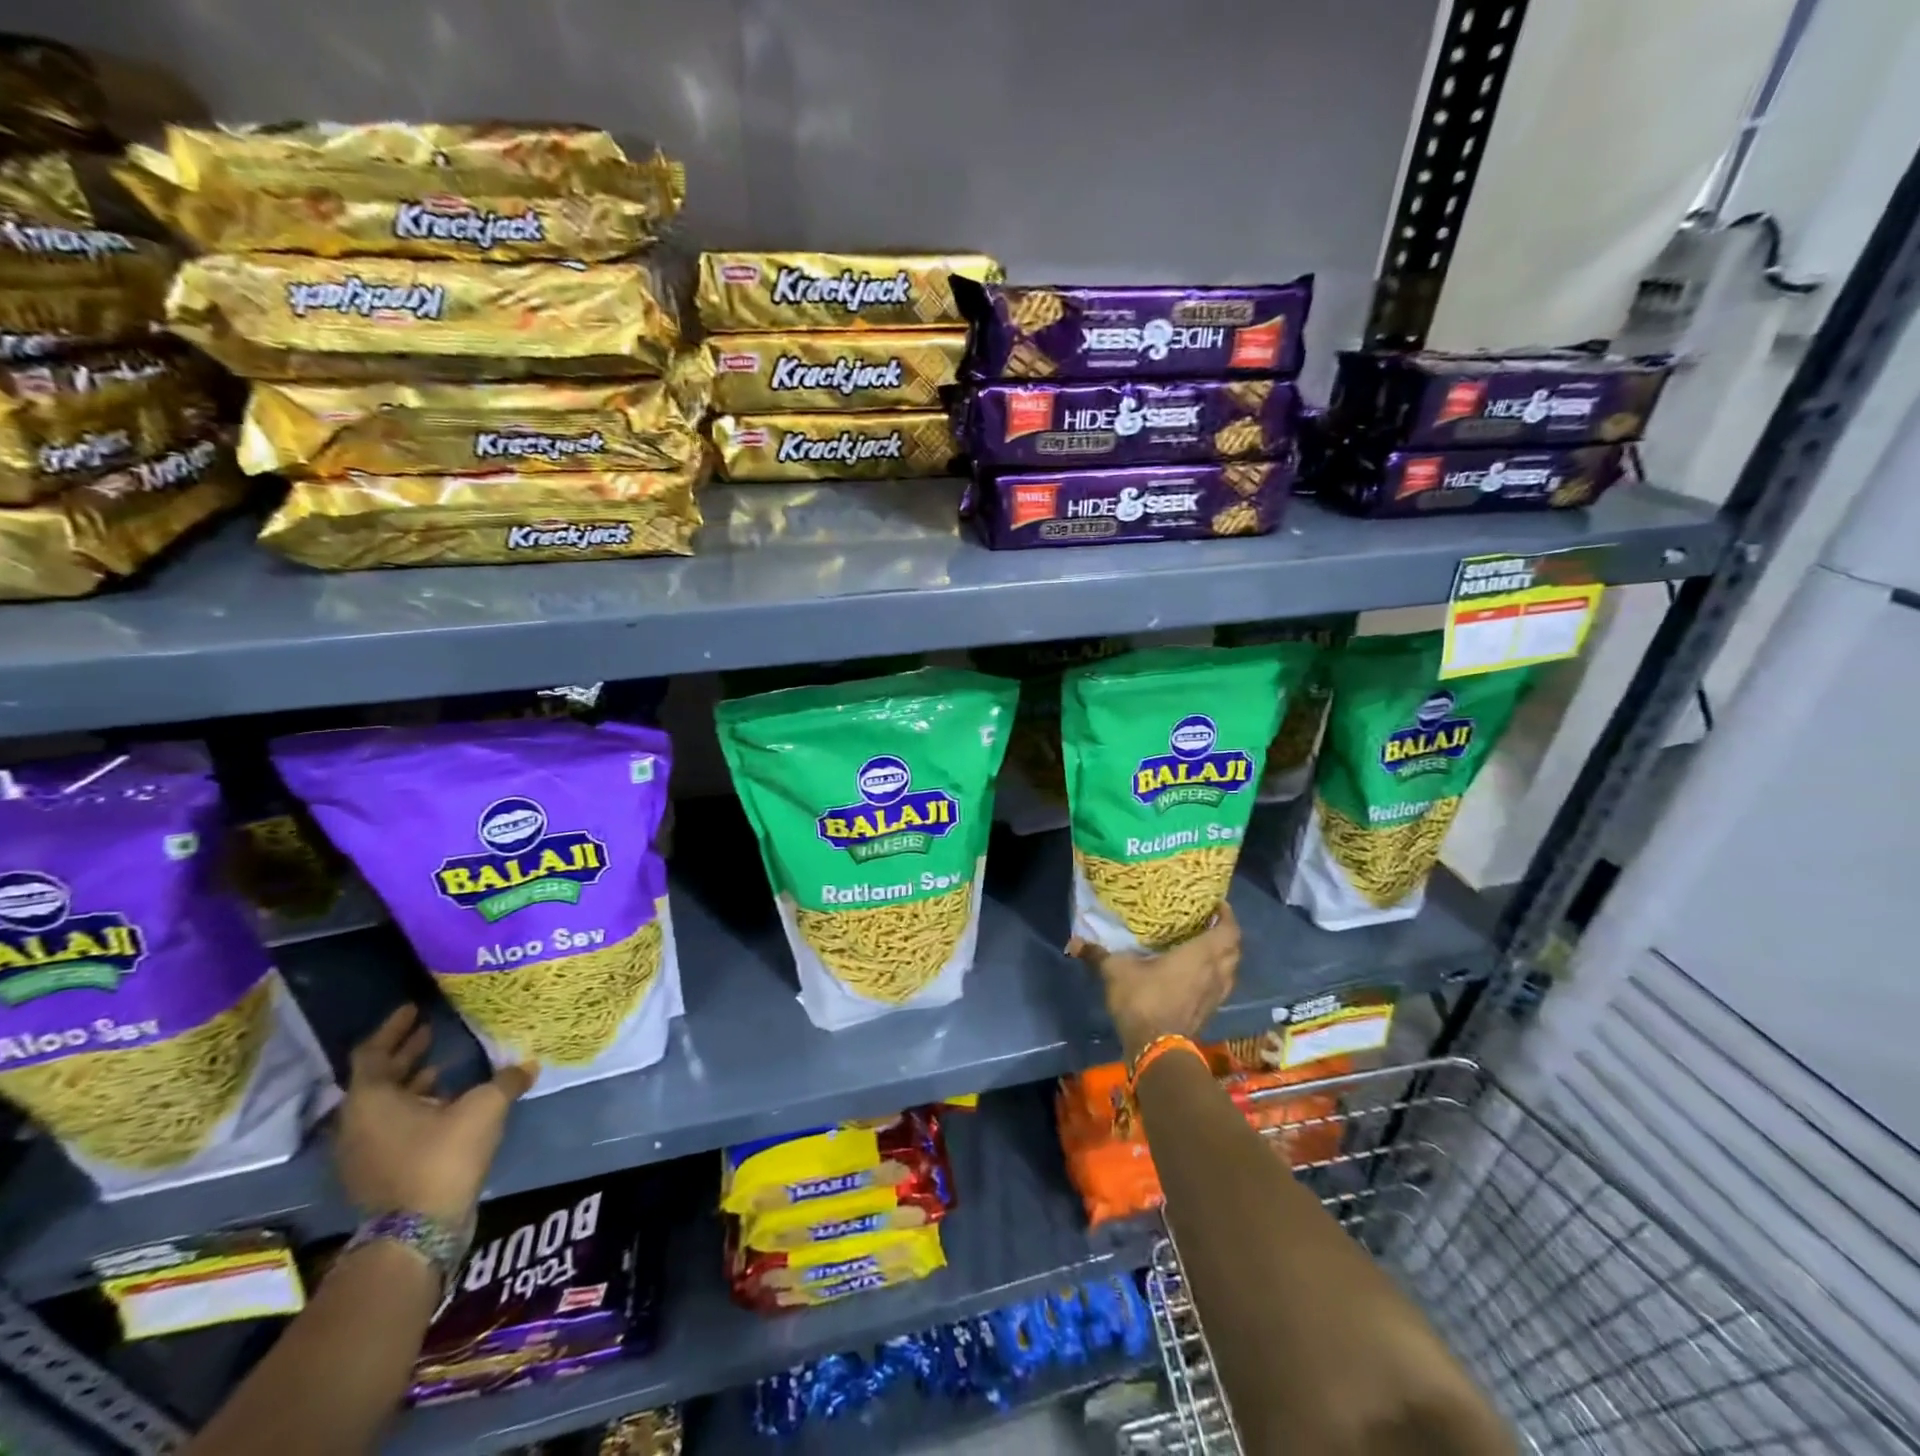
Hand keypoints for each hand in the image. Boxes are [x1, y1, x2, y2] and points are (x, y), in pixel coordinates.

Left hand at [335, 1005, 536, 1226]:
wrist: (418, 1232)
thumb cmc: (443, 1155)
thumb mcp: (484, 1108)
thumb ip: (505, 1080)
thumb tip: (528, 1064)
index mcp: (372, 1100)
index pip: (373, 1053)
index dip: (393, 1028)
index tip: (413, 1009)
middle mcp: (358, 1123)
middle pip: (378, 1079)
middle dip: (405, 1053)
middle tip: (430, 1030)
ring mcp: (364, 1152)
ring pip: (385, 1106)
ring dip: (411, 1083)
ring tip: (443, 1064)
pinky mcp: (378, 1173)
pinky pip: (392, 1128)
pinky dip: (414, 1109)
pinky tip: (446, 1104)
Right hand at [1069, 901, 1240, 1059]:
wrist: (1155, 1049)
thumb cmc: (1142, 1000)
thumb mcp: (1116, 972)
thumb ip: (1097, 955)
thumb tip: (1073, 942)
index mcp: (1200, 955)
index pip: (1229, 931)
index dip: (1227, 916)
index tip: (1217, 905)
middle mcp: (1215, 973)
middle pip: (1234, 950)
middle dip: (1226, 934)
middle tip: (1209, 923)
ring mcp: (1215, 995)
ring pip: (1230, 970)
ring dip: (1224, 957)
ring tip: (1205, 946)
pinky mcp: (1210, 1012)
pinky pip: (1221, 986)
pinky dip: (1216, 975)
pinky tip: (1197, 975)